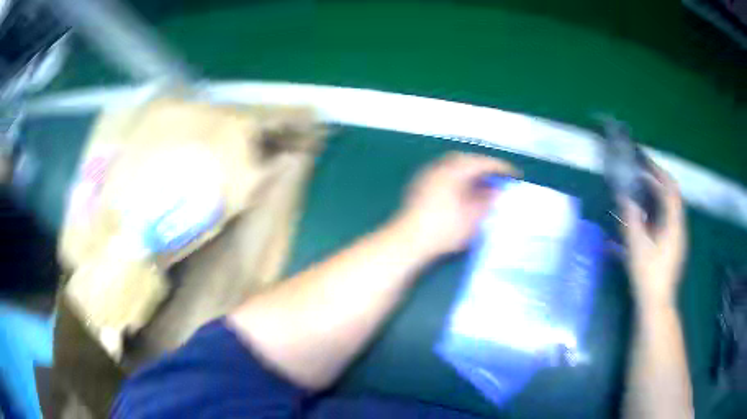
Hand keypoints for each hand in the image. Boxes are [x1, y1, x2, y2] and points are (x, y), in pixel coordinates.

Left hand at [391, 152, 517, 259]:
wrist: (408, 241)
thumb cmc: (444, 229)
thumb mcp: (472, 217)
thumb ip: (487, 202)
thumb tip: (497, 192)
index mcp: (453, 170)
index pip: (481, 162)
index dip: (500, 167)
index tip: (515, 174)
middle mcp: (439, 167)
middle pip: (466, 160)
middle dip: (484, 167)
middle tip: (498, 177)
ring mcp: (427, 176)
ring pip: (454, 167)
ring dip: (471, 173)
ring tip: (484, 186)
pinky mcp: (420, 187)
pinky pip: (445, 175)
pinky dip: (459, 180)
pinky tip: (464, 193)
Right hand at [621, 164, 686, 309]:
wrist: (656, 303)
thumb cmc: (648, 274)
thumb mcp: (637, 245)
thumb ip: (631, 218)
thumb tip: (623, 196)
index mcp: (674, 224)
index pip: (671, 189)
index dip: (659, 172)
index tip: (645, 163)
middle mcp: (679, 227)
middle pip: (672, 197)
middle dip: (657, 183)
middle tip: (640, 176)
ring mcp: (677, 239)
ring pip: (670, 209)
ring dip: (657, 197)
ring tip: (641, 193)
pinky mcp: (673, 248)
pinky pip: (667, 221)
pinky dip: (657, 212)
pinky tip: (645, 219)